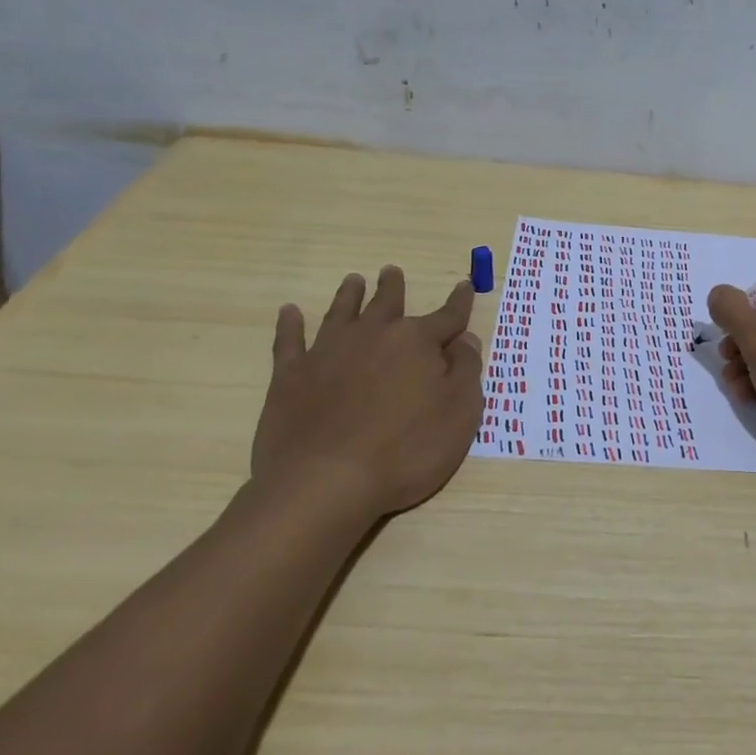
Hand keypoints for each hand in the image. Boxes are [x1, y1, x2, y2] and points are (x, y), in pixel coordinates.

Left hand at [251, 266, 483, 517]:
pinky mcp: (290, 376)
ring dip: (349, 295)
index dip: (459, 302)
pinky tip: (289, 313)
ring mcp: (327, 352)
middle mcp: (373, 336)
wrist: (325, 482)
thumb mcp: (459, 415)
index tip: (465, 285)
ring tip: (353, 281)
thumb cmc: (406, 451)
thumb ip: (466, 371)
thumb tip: (465, 339)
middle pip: (387, 304)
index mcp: (416, 343)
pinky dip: (290, 325)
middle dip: (393, 287)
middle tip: (391, 272)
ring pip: (341, 312)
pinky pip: (289, 341)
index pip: (447, 316)